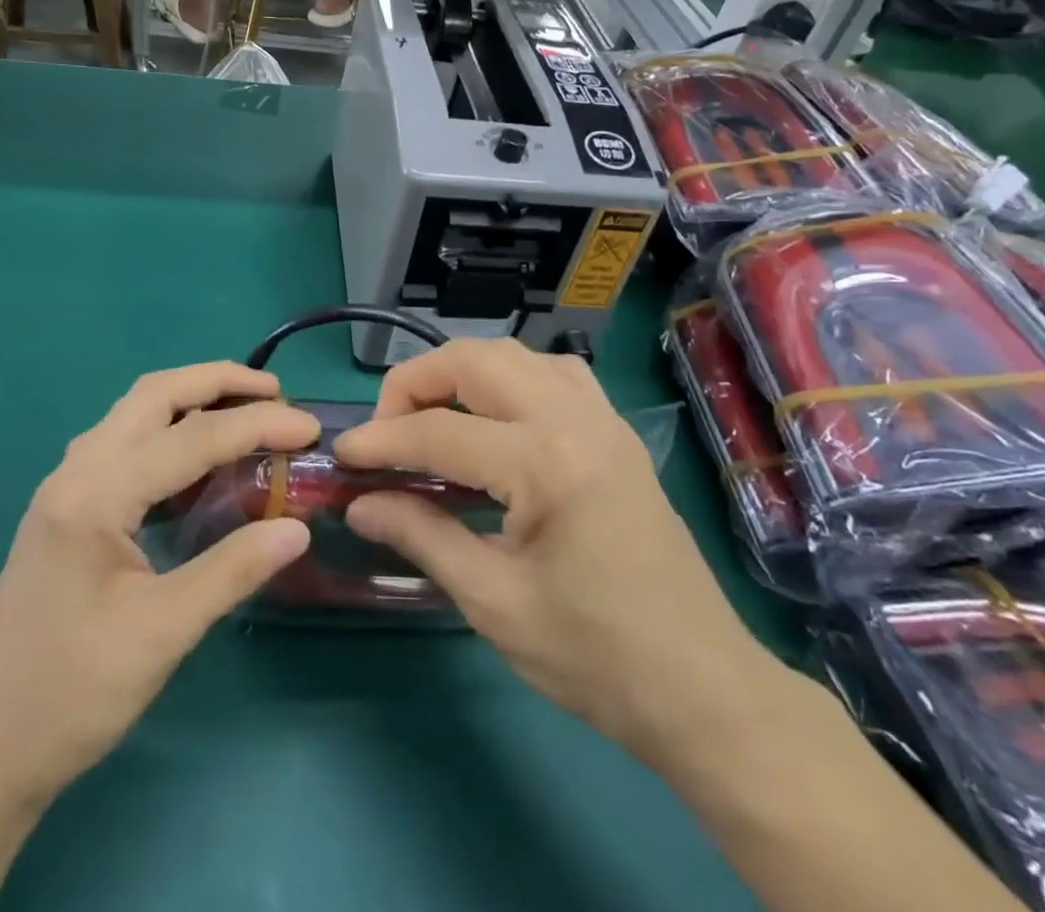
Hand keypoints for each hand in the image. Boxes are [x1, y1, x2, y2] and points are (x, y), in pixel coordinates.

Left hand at [0, 363, 317, 818]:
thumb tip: (298, 528)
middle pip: (154, 394)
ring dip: (192, 400)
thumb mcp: (162, 634)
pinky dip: (169, 432)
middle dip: (218, 381)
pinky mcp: (66, 509)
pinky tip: (197, 460)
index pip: (192, 437)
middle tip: (275, 393)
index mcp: (95, 494)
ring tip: (245, 412)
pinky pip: (125, 443)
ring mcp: (65, 487)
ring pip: (135, 412)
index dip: (257, 425)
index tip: (310, 426)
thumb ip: (232, 571)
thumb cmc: (70, 696)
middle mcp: (76, 472)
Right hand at [335, 340, 782, 761]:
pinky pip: (553, 372)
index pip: (440, 432)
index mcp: (547, 463)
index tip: (342, 455)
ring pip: (516, 355)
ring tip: (432, 418)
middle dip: (417, 382)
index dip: (381, 440)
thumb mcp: (494, 602)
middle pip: (476, 360)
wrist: (702, 689)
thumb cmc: (595, 657)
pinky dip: (509, 378)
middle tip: (387, 429)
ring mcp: (603, 419)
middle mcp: (576, 419)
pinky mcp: (616, 432)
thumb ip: (421, 536)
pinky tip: (494, 418)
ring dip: (463, 373)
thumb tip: (359, 504)